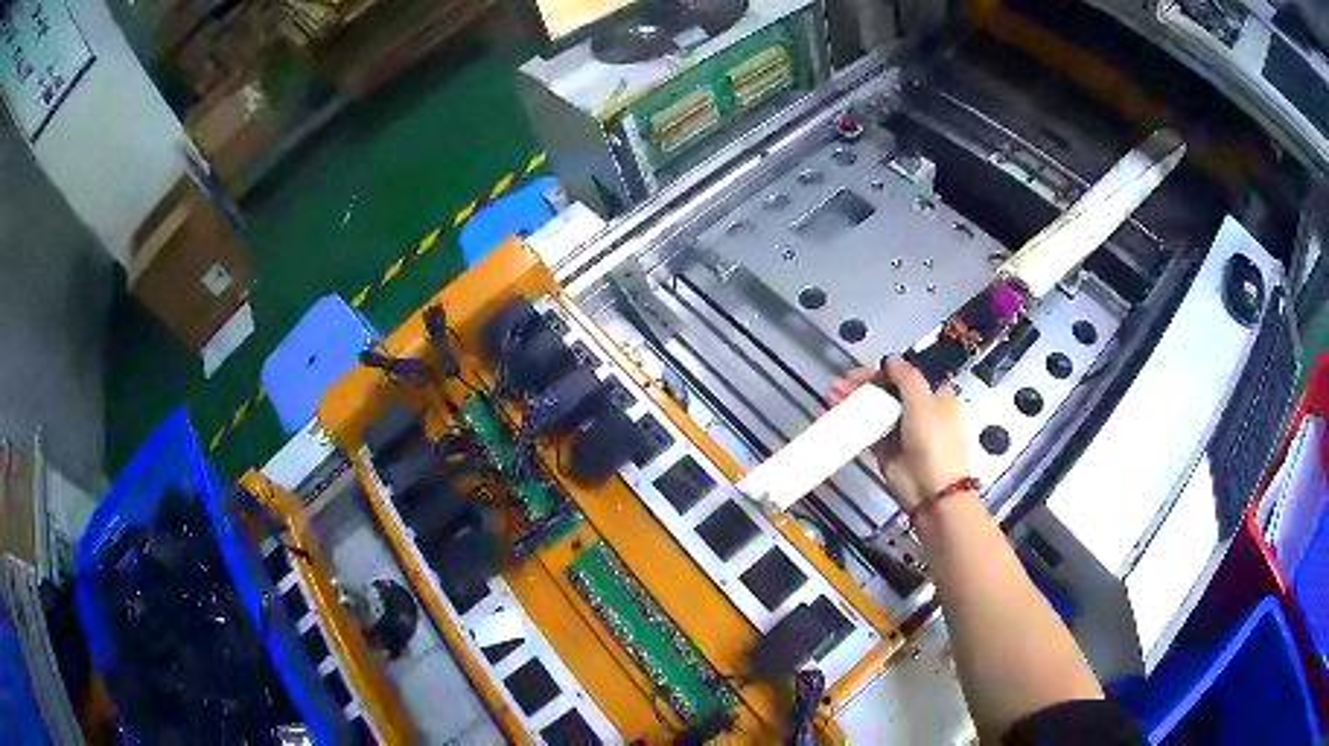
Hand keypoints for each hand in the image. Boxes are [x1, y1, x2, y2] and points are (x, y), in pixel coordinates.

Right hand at [829, 356, 969, 512]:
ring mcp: (903, 431)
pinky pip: (868, 431)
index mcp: (937, 395)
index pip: (908, 375)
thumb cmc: (934, 441)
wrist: (931, 490)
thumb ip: (906, 377)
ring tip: (834, 396)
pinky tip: (836, 414)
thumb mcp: (923, 401)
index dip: (885, 370)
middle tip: (843, 383)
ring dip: (855, 401)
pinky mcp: (887, 450)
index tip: (863, 370)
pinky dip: (852, 422)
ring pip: (876, 409)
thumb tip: (891, 359)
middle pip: (889, 391)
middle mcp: (920, 410)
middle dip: (865, 385)